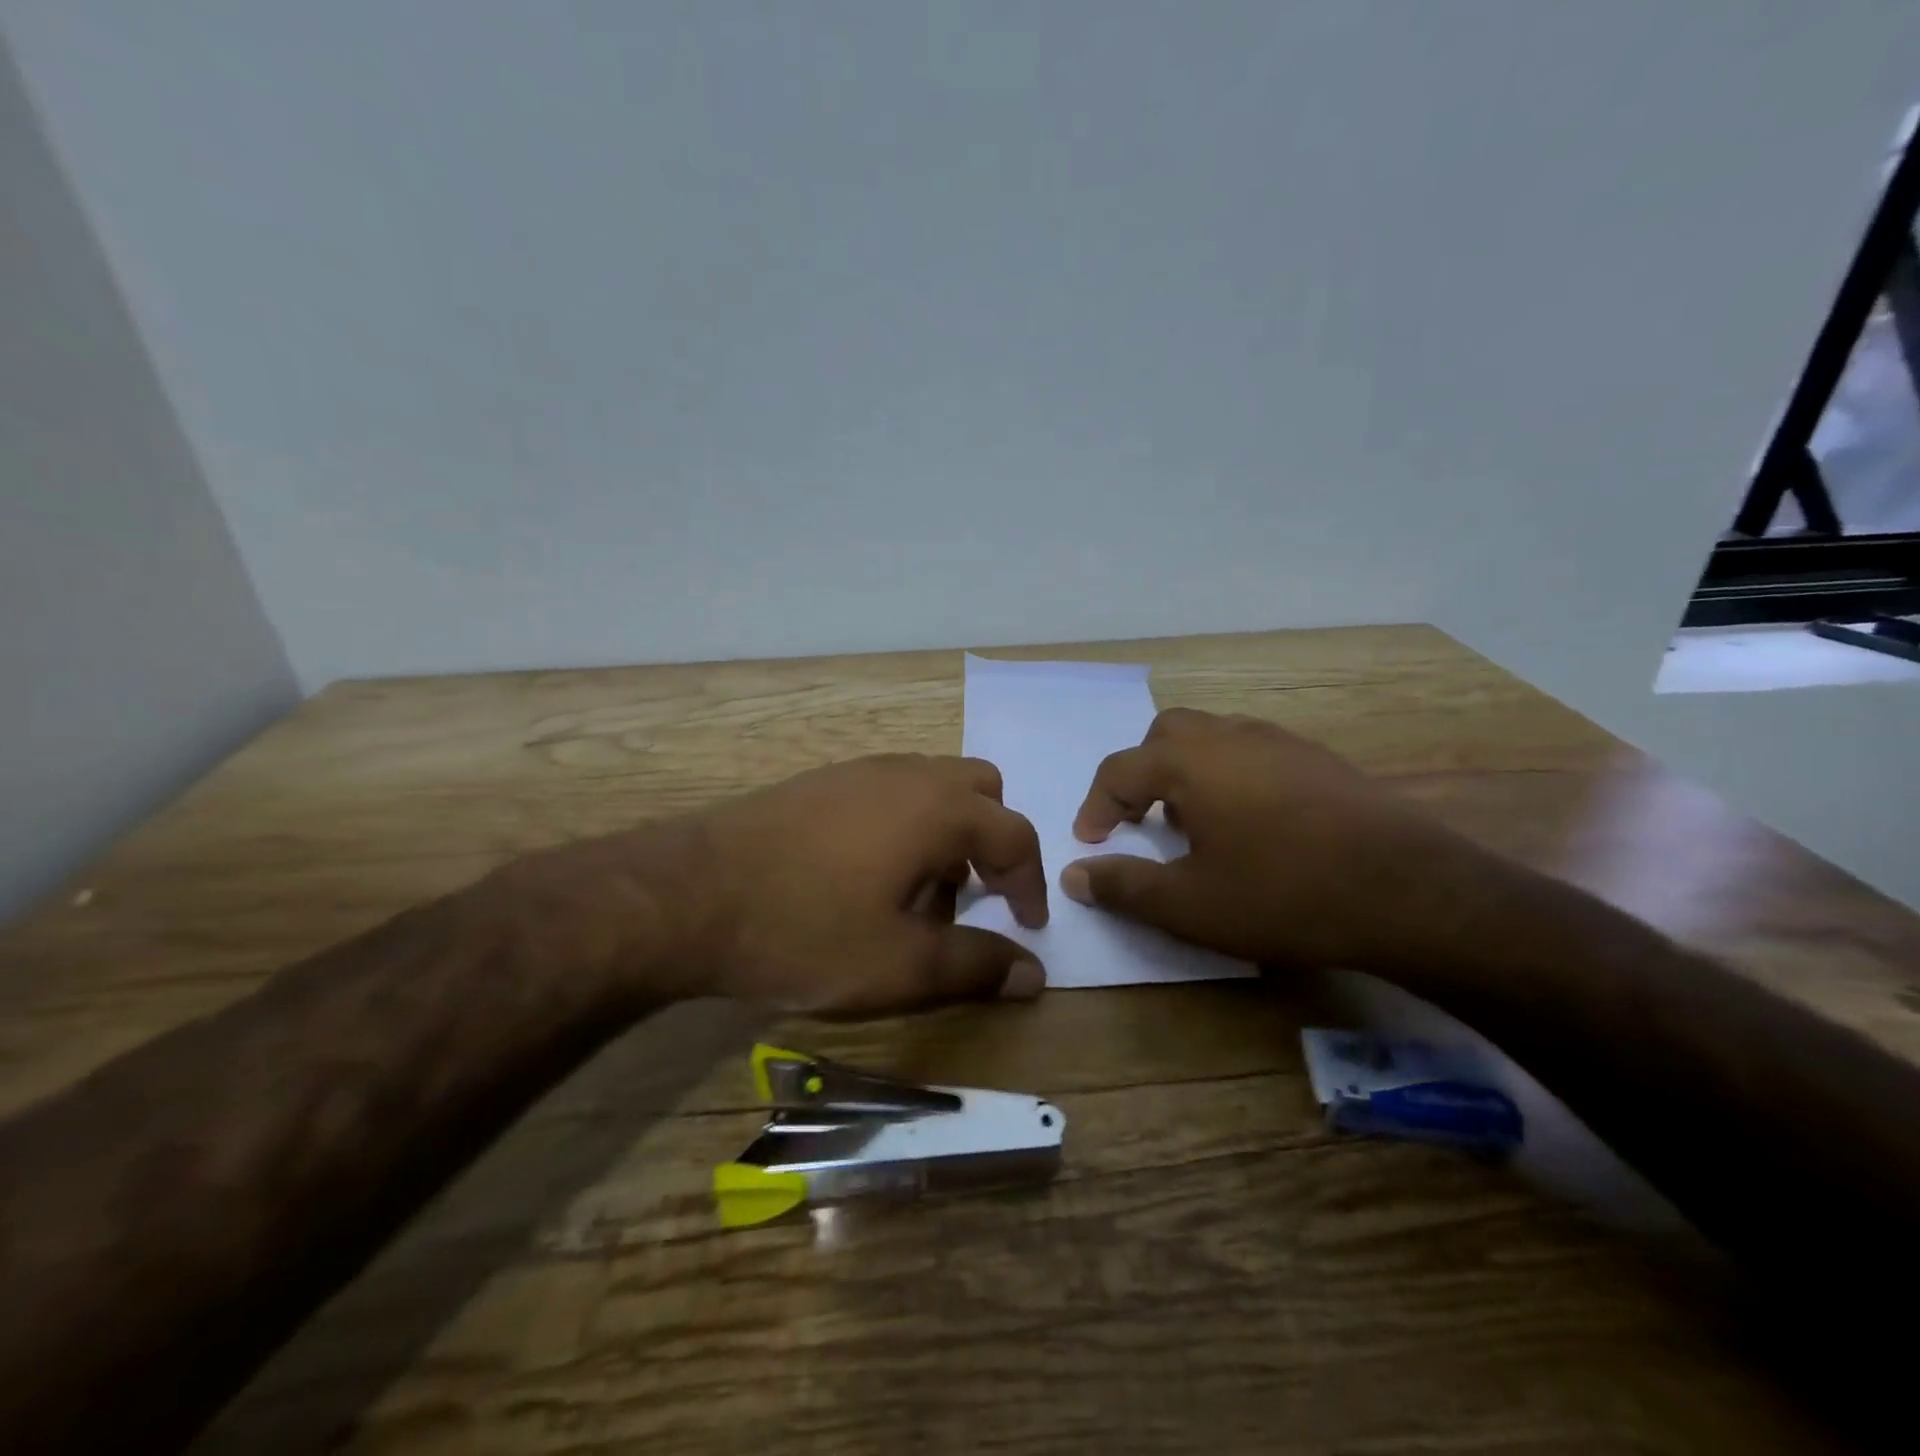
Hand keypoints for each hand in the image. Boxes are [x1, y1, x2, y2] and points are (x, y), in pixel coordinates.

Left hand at [554, 755, 1049, 1016]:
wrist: (687, 895)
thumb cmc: (805, 931)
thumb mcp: (899, 967)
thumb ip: (975, 966)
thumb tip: (1034, 974)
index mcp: (939, 809)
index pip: (1015, 836)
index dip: (1030, 884)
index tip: (1026, 925)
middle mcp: (908, 774)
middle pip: (980, 793)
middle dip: (990, 843)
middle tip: (972, 898)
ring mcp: (860, 771)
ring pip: (932, 788)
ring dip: (945, 834)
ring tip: (914, 896)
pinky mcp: (821, 780)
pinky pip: (889, 791)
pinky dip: (904, 825)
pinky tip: (864, 876)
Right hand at [1062, 709, 1478, 970]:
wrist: (1410, 892)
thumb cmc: (1283, 895)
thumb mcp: (1189, 905)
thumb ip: (1124, 886)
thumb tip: (1074, 875)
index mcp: (1190, 762)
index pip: (1119, 770)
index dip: (1096, 806)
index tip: (1090, 842)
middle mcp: (1230, 736)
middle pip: (1166, 735)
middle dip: (1142, 772)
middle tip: (1142, 819)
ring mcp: (1281, 742)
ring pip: (1214, 736)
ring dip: (1188, 771)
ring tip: (1195, 822)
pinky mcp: (1321, 759)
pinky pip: (1255, 751)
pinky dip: (1232, 775)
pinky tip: (1253, 823)